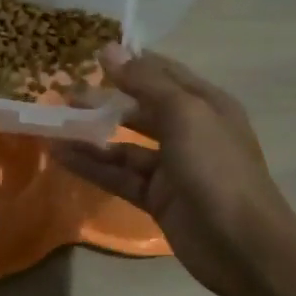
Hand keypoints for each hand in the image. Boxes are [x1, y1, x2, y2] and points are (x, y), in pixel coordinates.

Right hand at [55, 45, 291, 295]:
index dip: (129, 62)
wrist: (241, 245)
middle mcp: (189, 131)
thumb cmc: (216, 167)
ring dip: (90, 135)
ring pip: (123, 144)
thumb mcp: (184, 113)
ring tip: (53, 125)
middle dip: (103, 100)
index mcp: (204, 104)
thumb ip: (145, 82)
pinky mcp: (156, 197)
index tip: (89, 55)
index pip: (162, 73)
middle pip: (139, 108)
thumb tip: (109, 49)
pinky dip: (90, 166)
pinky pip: (117, 175)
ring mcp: (172, 167)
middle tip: (63, 94)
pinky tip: (60, 156)